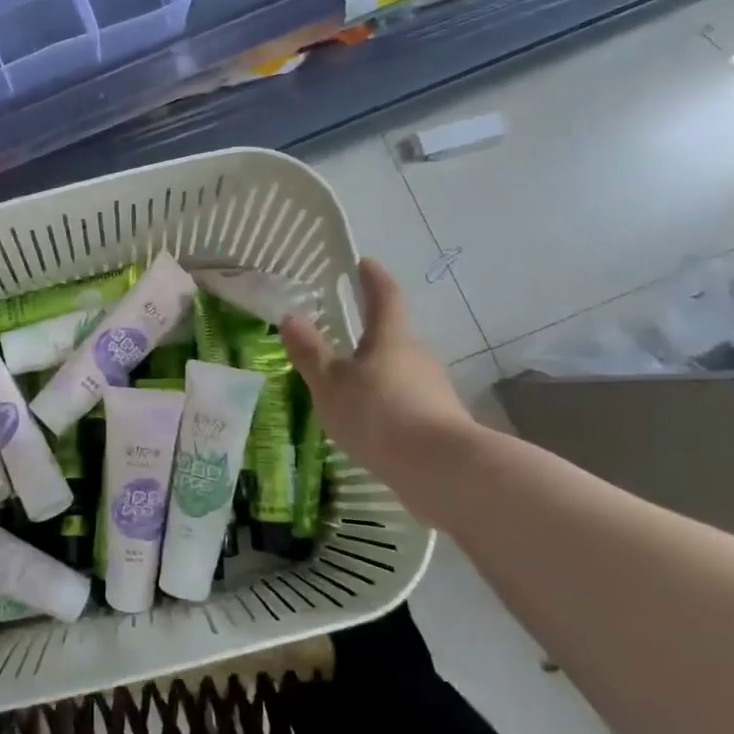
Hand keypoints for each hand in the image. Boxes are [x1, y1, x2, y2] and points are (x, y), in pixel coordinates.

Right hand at [281, 259, 475, 487]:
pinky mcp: (440, 422)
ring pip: (400, 373)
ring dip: (376, 375)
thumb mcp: (331, 384)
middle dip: (370, 337)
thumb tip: (291, 316)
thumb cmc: (379, 414)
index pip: (385, 297)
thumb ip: (311, 352)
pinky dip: (387, 405)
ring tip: (348, 391)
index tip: (364, 263)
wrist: (442, 470)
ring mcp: (433, 390)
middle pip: (393, 338)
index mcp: (391, 339)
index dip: (373, 278)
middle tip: (342, 342)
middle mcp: (417, 357)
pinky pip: (407, 403)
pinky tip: (370, 426)